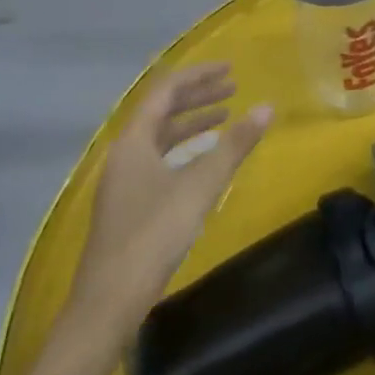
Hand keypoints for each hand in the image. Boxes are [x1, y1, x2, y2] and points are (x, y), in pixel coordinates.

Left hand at [71, 63, 271, 329]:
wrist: (107, 306)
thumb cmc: (152, 236)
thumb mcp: (200, 186)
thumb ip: (234, 145)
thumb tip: (267, 108)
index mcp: (134, 139)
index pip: (166, 89)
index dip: (199, 75)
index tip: (231, 69)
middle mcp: (124, 153)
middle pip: (162, 110)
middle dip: (198, 96)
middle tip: (233, 89)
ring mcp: (123, 180)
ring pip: (160, 136)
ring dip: (192, 123)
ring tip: (225, 118)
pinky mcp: (127, 204)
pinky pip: (159, 159)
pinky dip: (184, 150)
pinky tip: (204, 162)